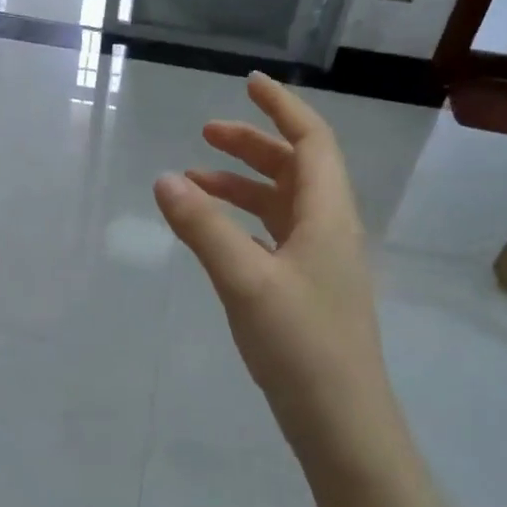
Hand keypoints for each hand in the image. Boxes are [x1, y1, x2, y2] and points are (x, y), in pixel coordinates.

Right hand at [153, 73, 397, 472]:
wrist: (341, 421)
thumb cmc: (300, 345)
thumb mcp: (244, 281)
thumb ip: (203, 227)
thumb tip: (165, 179)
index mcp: (328, 217)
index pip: (312, 142)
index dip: (282, 108)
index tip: (249, 84)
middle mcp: (330, 231)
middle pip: (296, 169)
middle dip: (253, 145)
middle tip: (205, 134)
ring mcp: (321, 264)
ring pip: (284, 205)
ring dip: (243, 186)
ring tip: (195, 183)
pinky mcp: (308, 292)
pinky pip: (276, 237)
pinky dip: (245, 222)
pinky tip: (217, 235)